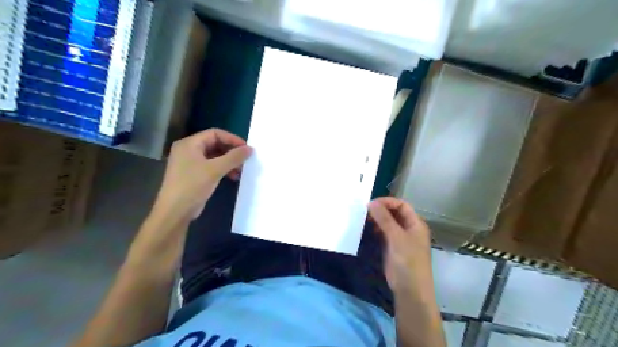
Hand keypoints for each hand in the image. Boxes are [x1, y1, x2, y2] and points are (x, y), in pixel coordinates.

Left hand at [153, 129, 251, 221]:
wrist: (175, 211)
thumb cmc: (192, 185)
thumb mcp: (215, 169)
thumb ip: (234, 157)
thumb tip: (250, 149)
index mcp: (190, 144)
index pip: (215, 133)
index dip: (232, 139)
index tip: (246, 148)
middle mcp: (189, 150)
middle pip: (215, 144)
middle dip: (231, 152)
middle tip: (245, 160)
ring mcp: (190, 163)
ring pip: (215, 156)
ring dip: (229, 162)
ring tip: (241, 171)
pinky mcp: (194, 174)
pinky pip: (212, 166)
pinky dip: (223, 169)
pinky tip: (233, 177)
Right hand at [368, 198, 430, 292]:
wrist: (409, 290)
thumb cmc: (408, 261)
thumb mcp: (396, 237)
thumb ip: (384, 219)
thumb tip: (371, 202)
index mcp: (415, 223)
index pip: (401, 205)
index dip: (387, 202)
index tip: (371, 204)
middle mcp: (408, 228)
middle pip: (394, 213)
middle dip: (380, 210)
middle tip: (364, 211)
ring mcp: (400, 238)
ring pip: (387, 223)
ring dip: (377, 219)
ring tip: (363, 218)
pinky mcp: (392, 247)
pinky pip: (383, 233)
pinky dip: (375, 229)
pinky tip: (367, 229)